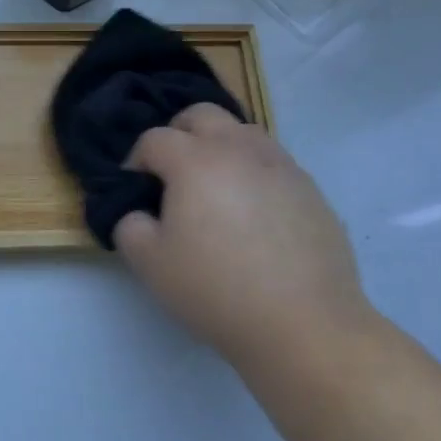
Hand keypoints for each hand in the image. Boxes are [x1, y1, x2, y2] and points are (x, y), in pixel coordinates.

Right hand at [113, 105, 368, 364]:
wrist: (304, 325)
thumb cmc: (216, 290)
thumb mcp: (150, 264)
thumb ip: (129, 225)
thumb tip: (139, 213)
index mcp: (195, 160)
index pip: (154, 139)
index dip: (136, 160)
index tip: (135, 191)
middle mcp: (239, 149)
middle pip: (201, 115)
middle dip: (178, 134)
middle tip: (172, 175)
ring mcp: (281, 166)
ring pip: (242, 132)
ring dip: (219, 148)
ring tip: (215, 190)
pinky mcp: (310, 189)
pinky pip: (272, 163)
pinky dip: (253, 173)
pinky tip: (253, 215)